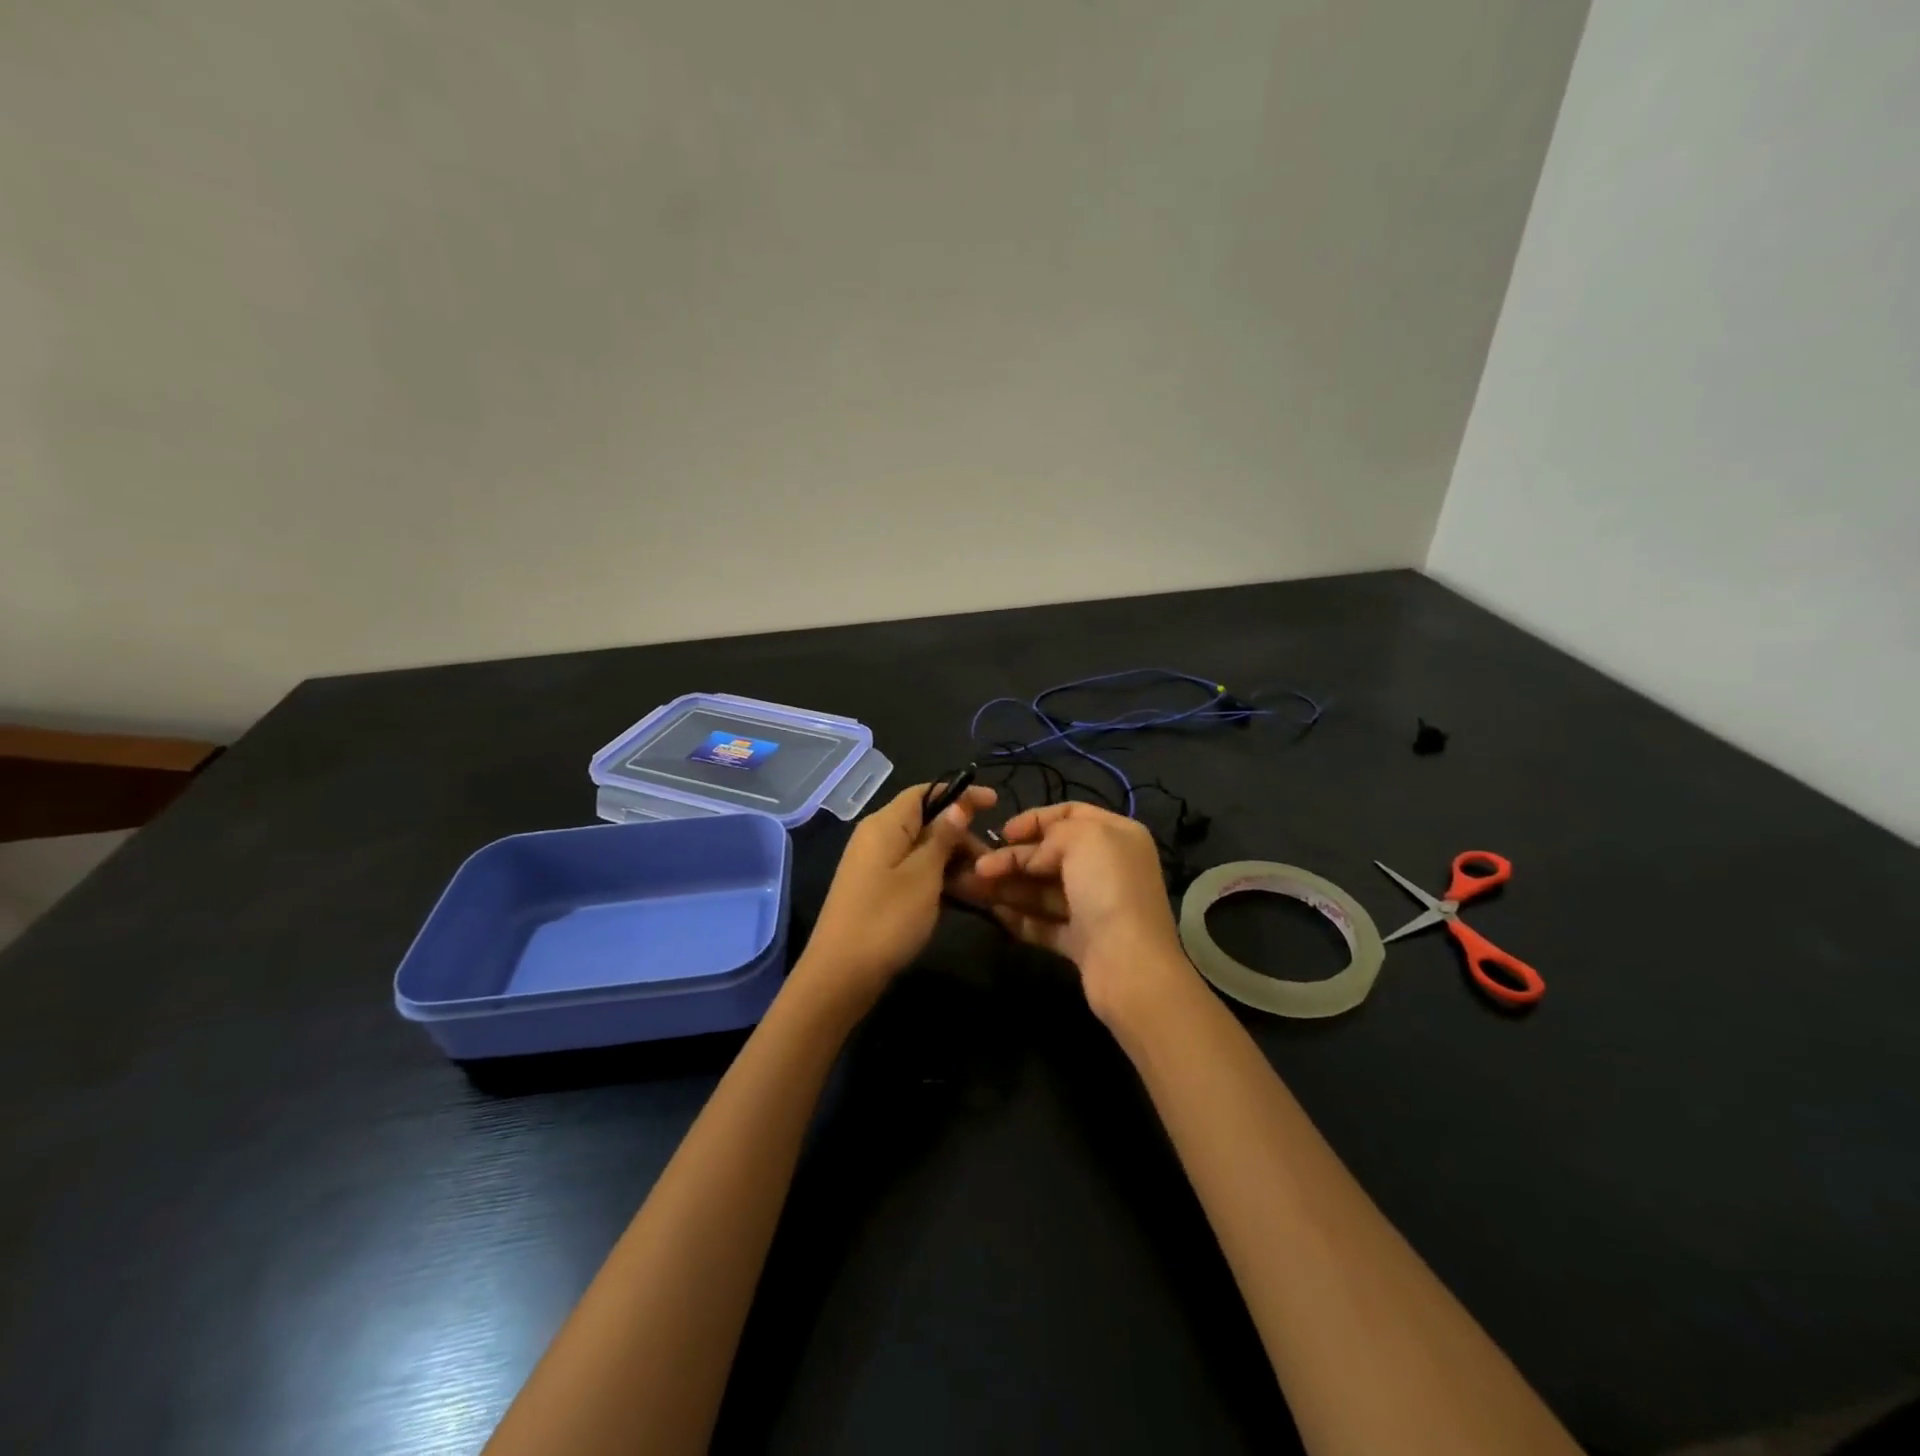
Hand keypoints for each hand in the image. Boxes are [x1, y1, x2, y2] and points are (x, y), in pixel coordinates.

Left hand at [793, 781, 996, 1008]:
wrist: (840, 976)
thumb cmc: (886, 919)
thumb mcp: (923, 876)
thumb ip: (942, 837)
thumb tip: (958, 804)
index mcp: (885, 824)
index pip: (926, 792)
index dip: (960, 794)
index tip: (996, 803)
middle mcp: (877, 837)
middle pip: (925, 821)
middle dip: (961, 835)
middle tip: (993, 860)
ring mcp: (874, 865)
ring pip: (921, 849)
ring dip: (953, 860)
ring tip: (984, 881)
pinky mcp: (876, 890)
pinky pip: (912, 871)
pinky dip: (937, 878)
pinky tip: (962, 896)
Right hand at [967, 802, 1198, 1029]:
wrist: (1129, 965)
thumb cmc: (1107, 888)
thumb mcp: (1082, 838)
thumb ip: (1052, 834)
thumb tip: (1033, 855)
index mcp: (1117, 835)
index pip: (1071, 813)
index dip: (1035, 819)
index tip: (1003, 832)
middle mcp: (1108, 867)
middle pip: (1052, 854)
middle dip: (1013, 857)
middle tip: (976, 866)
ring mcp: (1094, 906)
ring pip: (1043, 889)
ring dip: (1007, 886)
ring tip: (970, 887)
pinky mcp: (1081, 940)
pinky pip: (1044, 922)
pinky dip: (1019, 916)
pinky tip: (992, 912)